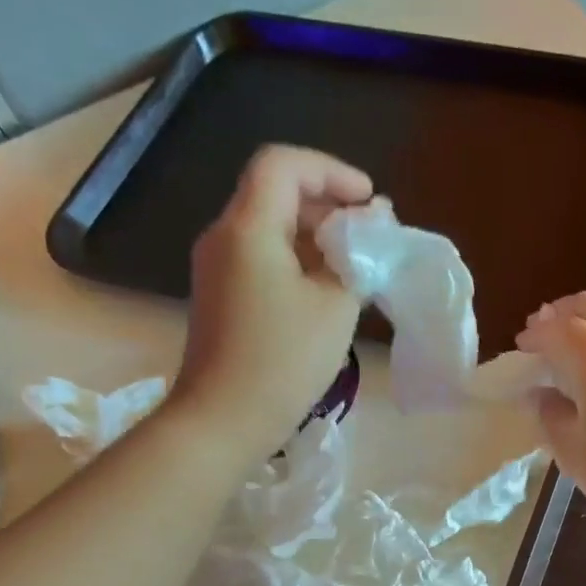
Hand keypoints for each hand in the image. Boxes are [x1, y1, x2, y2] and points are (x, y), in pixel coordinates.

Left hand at [173, 145, 373, 458]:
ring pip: (268, 228)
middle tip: (369, 236)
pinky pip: (260, 259)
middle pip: (275, 193)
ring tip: (354, 266)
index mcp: (248, 227)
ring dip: (313, 236)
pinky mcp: (219, 298)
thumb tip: (369, 228)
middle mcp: (223, 237)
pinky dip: (295, 262)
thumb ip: (356, 258)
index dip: (331, 171)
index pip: (284, 164)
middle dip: (327, 205)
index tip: (369, 201)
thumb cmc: (283, 360)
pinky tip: (325, 292)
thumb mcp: (335, 307)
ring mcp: (216, 269)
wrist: (223, 421)